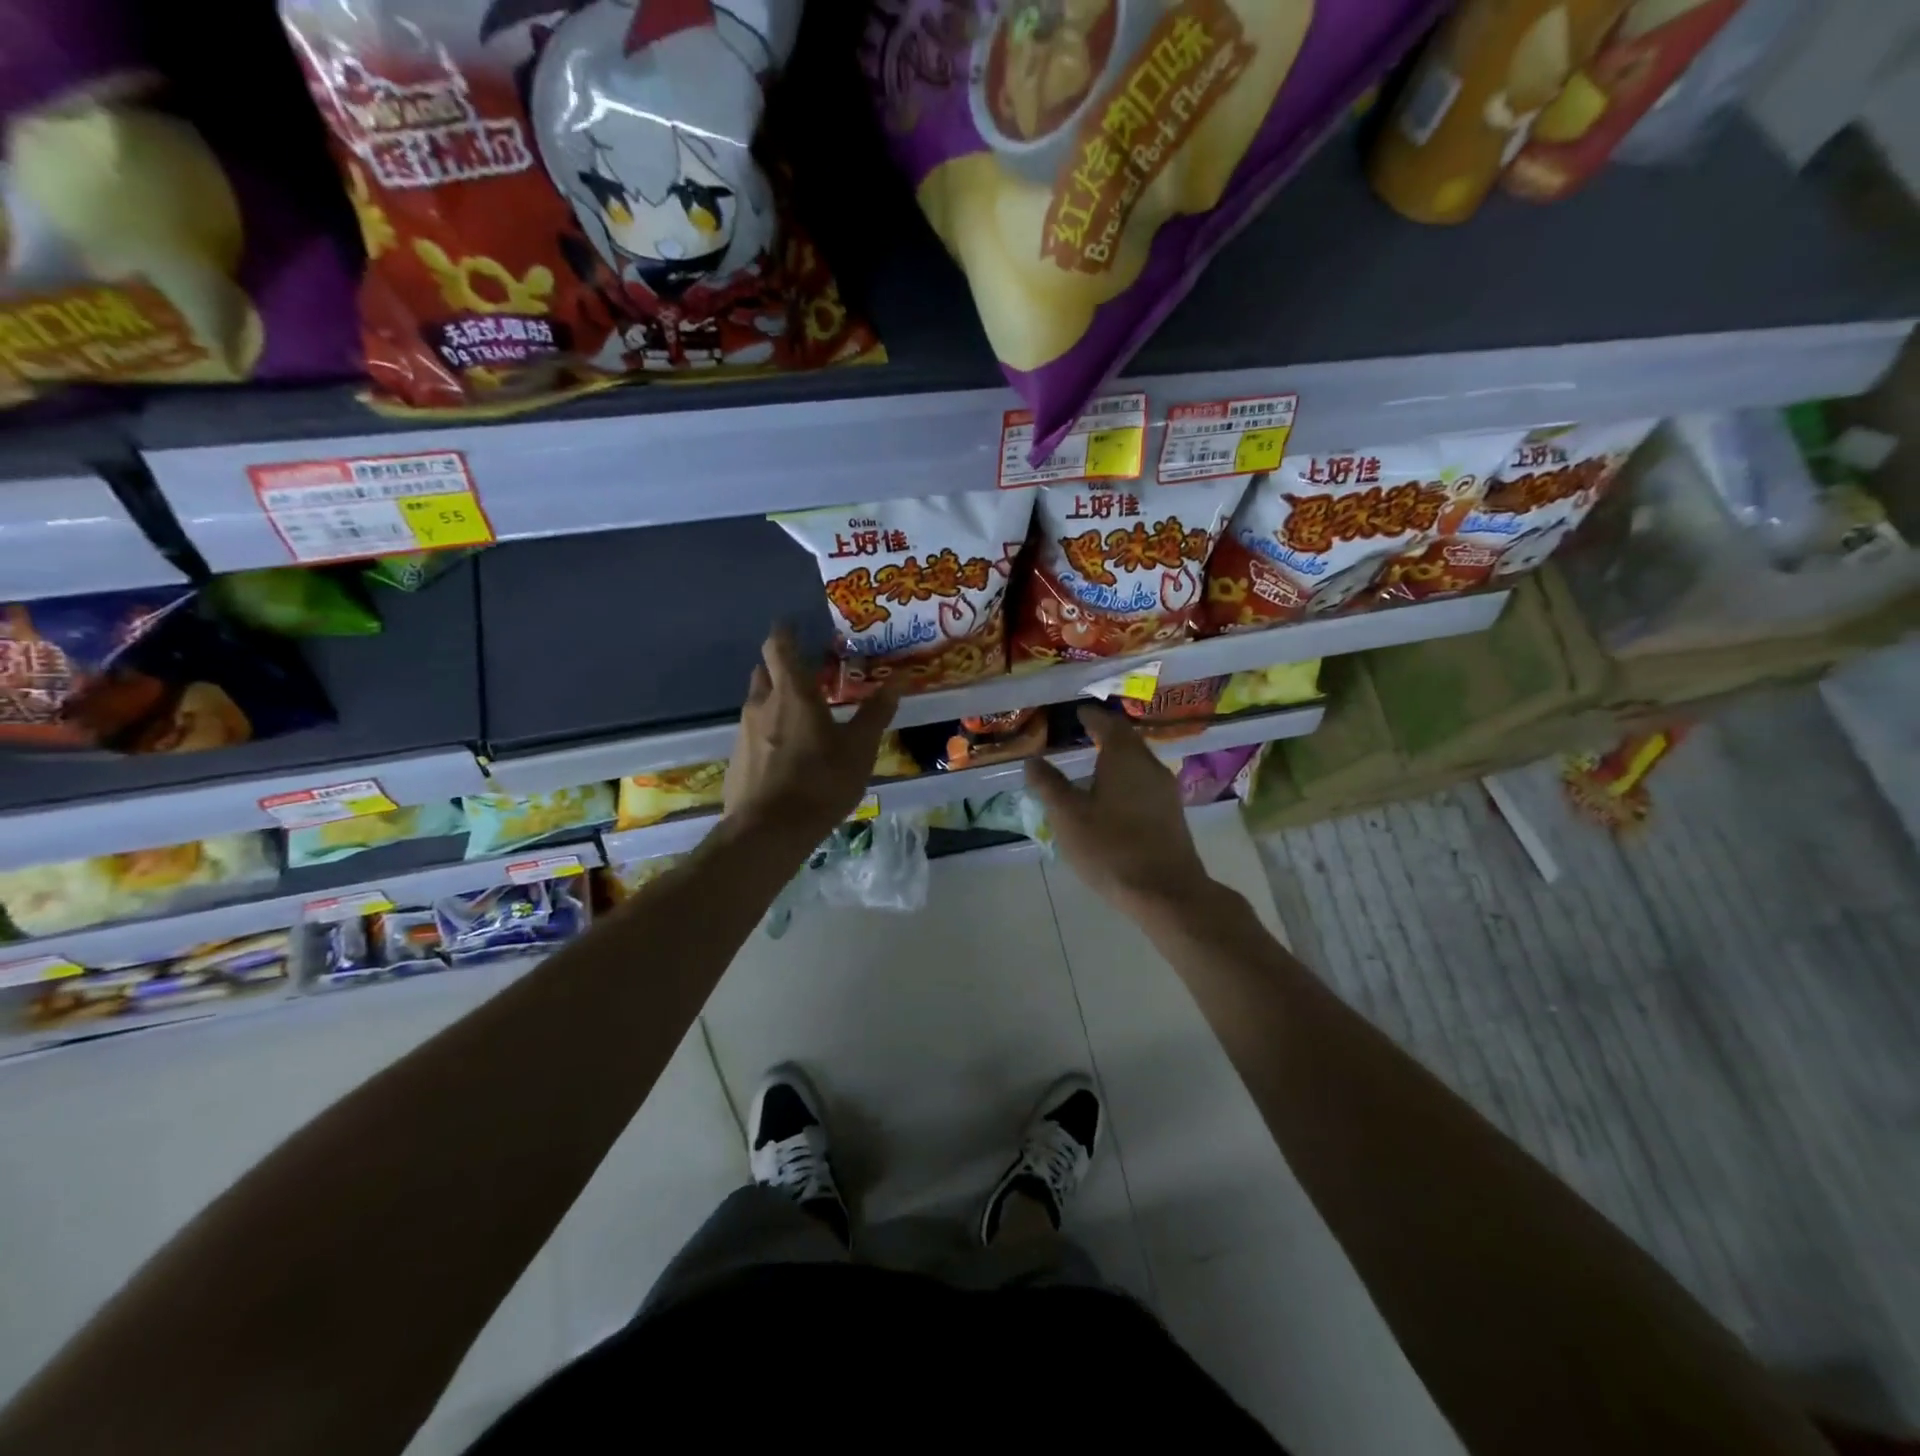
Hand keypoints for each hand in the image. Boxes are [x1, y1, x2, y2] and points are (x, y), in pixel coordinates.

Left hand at [725, 626, 900, 846]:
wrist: (767, 832)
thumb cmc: (820, 783)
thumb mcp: (859, 749)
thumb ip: (876, 712)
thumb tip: (899, 679)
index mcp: (792, 693)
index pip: (779, 645)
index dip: (785, 632)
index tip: (794, 626)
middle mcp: (761, 704)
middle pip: (765, 670)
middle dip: (782, 665)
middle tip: (807, 673)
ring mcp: (743, 732)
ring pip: (758, 702)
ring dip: (776, 699)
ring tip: (802, 716)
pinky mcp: (736, 759)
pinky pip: (753, 732)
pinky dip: (768, 730)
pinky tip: (787, 753)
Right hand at [1024, 705, 1212, 915]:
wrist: (1165, 892)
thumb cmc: (1111, 848)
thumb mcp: (1068, 816)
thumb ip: (1049, 785)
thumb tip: (1032, 761)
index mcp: (1124, 757)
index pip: (1108, 723)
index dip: (1091, 716)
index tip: (1078, 713)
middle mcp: (1149, 765)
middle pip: (1127, 740)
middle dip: (1106, 734)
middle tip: (1085, 733)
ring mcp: (1165, 790)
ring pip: (1138, 763)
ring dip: (1117, 758)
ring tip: (1094, 764)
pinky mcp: (1172, 814)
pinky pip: (1144, 783)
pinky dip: (1127, 780)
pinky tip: (1113, 796)